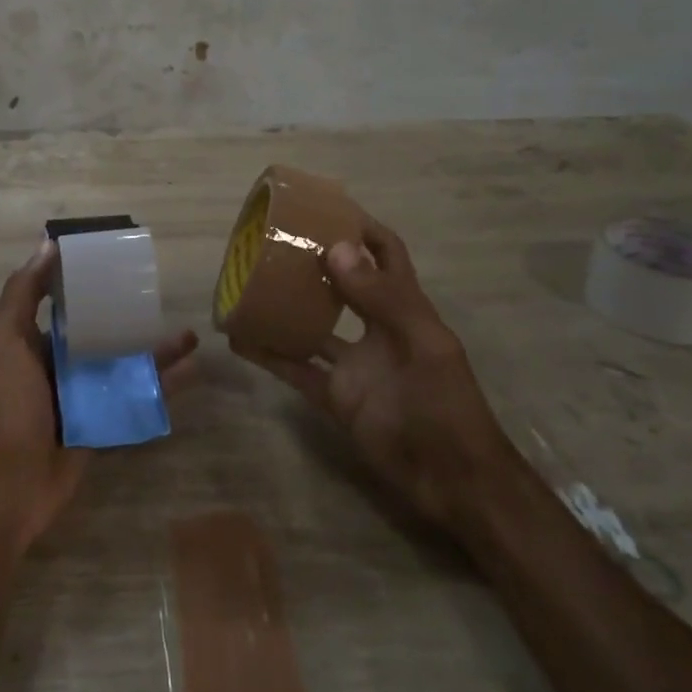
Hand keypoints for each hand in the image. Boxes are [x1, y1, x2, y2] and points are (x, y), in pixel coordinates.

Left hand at [0, 241, 197, 550]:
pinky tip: (192, 369)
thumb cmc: (8, 405)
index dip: (86, 277)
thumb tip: (47, 244)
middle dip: (129, 313)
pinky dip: (164, 384)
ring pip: (126, 361)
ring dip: (156, 348)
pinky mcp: (105, 419)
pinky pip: (138, 396)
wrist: (12, 485)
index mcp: (34, 340)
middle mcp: (61, 362)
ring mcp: (86, 392)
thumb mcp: (4, 342)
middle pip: (102, 328)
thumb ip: (22, 294)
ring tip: (190, 334)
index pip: (64, 299)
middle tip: (161, 296)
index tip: (115, 256)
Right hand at [232, 219, 509, 528]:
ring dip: (285, 306)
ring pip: (312, 325)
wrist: (452, 481)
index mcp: (405, 308)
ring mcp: (353, 364)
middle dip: (314, 262)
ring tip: (248, 283)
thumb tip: (335, 247)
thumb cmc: (446, 405)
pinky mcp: (335, 396)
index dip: (363, 230)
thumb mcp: (421, 344)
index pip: (386, 255)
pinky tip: (240, 339)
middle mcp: (376, 329)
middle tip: (273, 242)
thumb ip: (381, 298)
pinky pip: (296, 369)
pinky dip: (269, 354)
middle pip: (342, 284)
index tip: (325, 210)